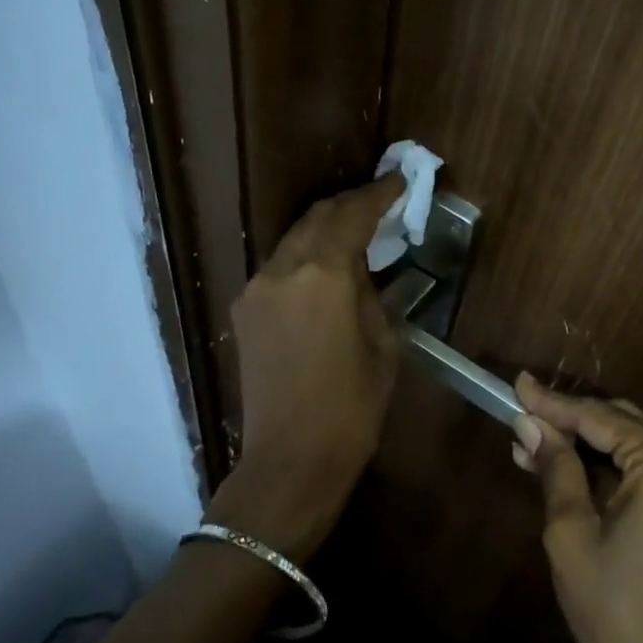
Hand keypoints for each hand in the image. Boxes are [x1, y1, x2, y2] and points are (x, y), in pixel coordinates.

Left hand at [206, 176, 404, 560]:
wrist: (290, 460)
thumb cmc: (351, 407)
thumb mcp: (383, 345)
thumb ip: (372, 295)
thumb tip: (362, 272)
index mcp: (324, 276)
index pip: (352, 215)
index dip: (378, 194)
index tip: (399, 181)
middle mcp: (283, 270)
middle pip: (317, 217)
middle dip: (349, 205)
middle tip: (379, 202)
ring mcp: (256, 289)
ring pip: (294, 239)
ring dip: (324, 229)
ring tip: (355, 232)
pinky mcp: (244, 311)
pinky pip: (279, 267)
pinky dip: (305, 256)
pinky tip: (324, 270)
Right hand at [513, 373, 642, 642]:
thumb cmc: (614, 606)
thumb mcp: (571, 531)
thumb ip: (556, 466)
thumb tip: (530, 424)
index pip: (598, 418)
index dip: (552, 403)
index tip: (517, 384)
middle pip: (620, 424)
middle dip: (569, 423)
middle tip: (521, 419)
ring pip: (635, 446)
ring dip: (587, 446)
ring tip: (535, 445)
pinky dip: (612, 469)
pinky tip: (572, 470)